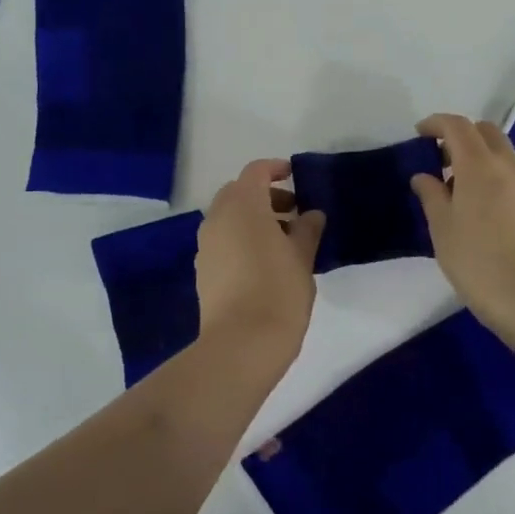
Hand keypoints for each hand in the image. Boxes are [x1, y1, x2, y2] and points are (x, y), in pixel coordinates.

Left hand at [196, 159, 325, 360]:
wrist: (241, 343)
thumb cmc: (278, 290)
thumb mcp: (303, 256)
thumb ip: (308, 229)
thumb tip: (312, 215)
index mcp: (242, 205)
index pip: (256, 171)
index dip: (275, 169)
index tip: (295, 177)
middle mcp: (217, 218)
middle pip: (238, 193)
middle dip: (264, 197)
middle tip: (293, 213)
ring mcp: (206, 245)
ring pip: (228, 218)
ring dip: (252, 219)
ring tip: (284, 241)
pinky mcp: (203, 270)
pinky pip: (222, 241)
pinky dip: (241, 239)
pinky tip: (264, 263)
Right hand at [411, 114, 514, 336]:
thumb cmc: (476, 260)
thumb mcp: (441, 227)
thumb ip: (431, 195)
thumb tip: (425, 176)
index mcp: (479, 165)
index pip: (458, 126)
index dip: (436, 123)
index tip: (419, 133)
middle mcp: (507, 166)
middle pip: (485, 131)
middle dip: (460, 134)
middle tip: (438, 158)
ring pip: (501, 152)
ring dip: (478, 154)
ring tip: (456, 185)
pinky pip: (510, 173)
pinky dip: (491, 173)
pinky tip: (477, 204)